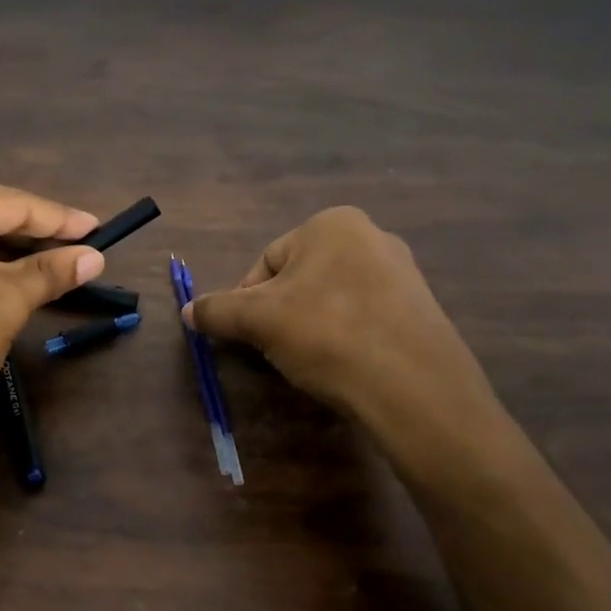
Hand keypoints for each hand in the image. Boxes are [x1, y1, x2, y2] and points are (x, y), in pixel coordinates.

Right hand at [185, 207, 506, 469]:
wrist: (414, 387)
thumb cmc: (327, 333)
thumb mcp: (257, 320)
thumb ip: (217, 310)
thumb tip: (188, 311)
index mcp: (332, 224)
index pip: (267, 261)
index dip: (247, 301)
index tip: (247, 335)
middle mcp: (372, 236)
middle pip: (300, 279)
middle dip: (282, 313)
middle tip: (276, 350)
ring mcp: (403, 274)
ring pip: (332, 300)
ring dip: (312, 327)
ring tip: (311, 362)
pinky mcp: (421, 311)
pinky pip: (365, 319)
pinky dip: (346, 339)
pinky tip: (344, 367)